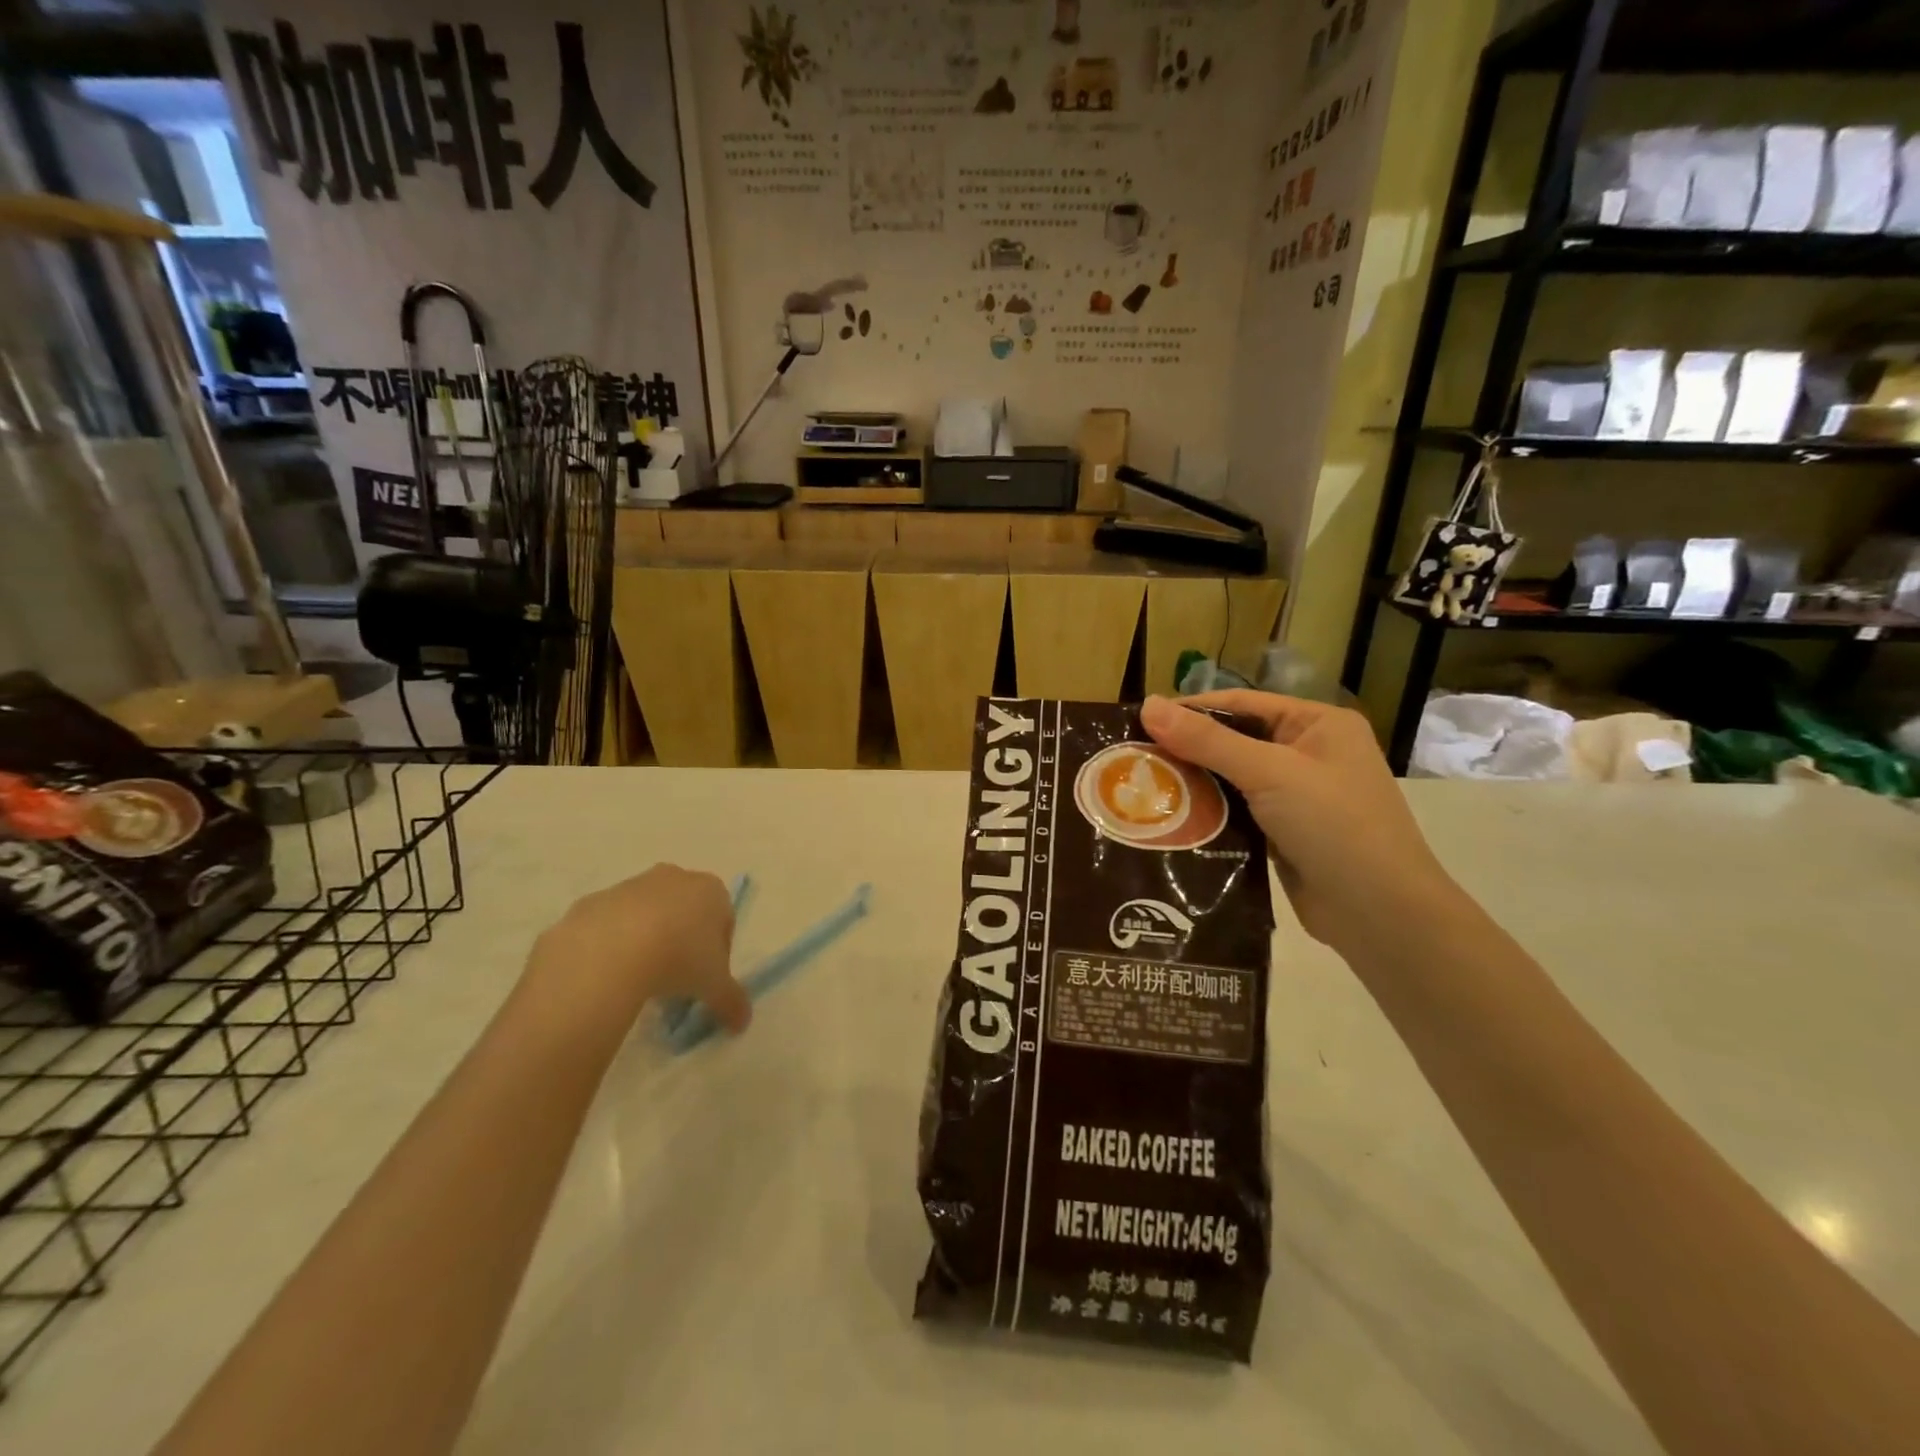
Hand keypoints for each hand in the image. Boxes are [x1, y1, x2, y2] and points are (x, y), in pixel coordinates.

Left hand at [529, 865, 749, 1033]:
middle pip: (685, 911)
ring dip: (647, 940)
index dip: (718, 951)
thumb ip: (732, 1001)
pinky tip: (608, 973)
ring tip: (638, 980)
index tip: (706, 979)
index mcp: (710, 890)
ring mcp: (630, 886)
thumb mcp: (714, 986)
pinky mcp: (593, 901)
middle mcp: (673, 878)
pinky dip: (612, 945)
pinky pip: (609, 924)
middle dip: (682, 940)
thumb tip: (742, 1022)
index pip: (724, 918)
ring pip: (646, 915)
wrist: (607, 953)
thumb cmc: (678, 958)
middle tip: (675, 978)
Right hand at [1140, 692, 1459, 951]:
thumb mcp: (1269, 773)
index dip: (1190, 711)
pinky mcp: (1284, 833)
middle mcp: (1308, 753)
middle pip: (1234, 741)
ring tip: (1142, 788)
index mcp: (1317, 724)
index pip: (1241, 704)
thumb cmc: (1334, 826)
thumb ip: (1207, 741)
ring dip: (1193, 785)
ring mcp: (1298, 796)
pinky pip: (1237, 812)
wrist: (1381, 914)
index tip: (1138, 723)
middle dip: (1186, 751)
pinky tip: (1171, 819)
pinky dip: (1208, 814)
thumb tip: (1147, 704)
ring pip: (1232, 779)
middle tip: (1134, 760)